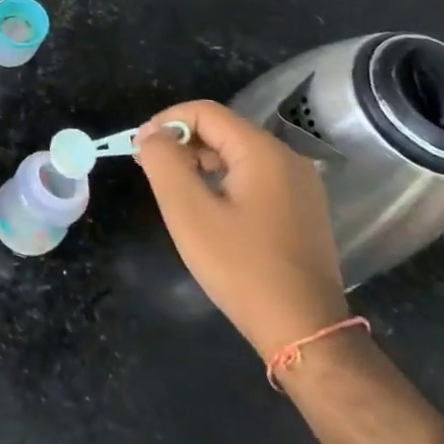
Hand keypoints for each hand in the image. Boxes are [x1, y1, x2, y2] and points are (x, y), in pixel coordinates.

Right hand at [134, 101, 349, 358]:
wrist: (305, 331)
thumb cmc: (241, 268)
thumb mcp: (189, 212)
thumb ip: (164, 162)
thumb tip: (152, 135)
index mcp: (263, 152)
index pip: (205, 112)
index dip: (166, 122)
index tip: (139, 149)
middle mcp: (287, 159)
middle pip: (223, 130)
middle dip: (181, 143)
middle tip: (149, 169)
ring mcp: (300, 186)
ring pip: (237, 155)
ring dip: (200, 162)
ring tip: (173, 190)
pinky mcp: (302, 210)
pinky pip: (254, 178)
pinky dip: (223, 181)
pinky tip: (207, 209)